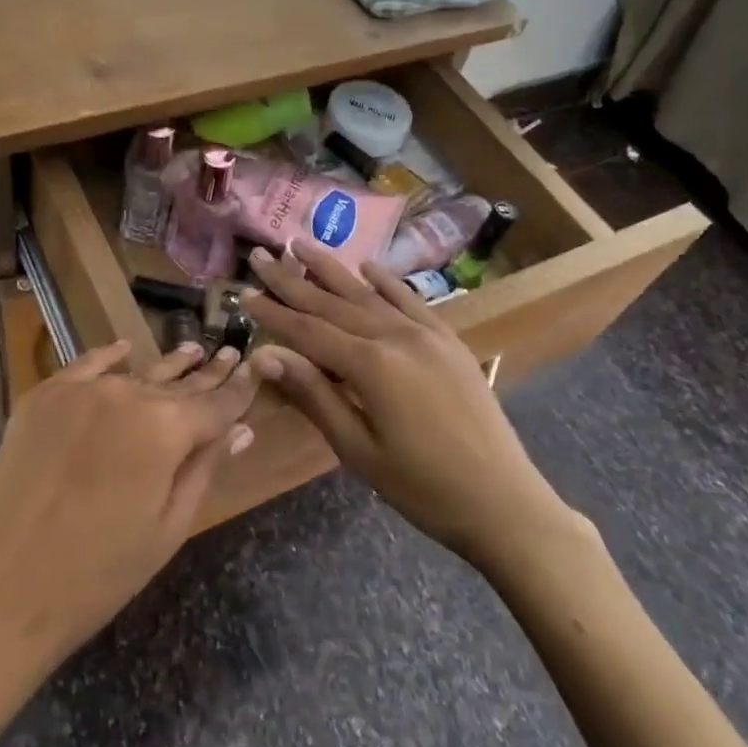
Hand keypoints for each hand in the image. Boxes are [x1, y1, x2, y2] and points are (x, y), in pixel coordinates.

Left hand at [0, 340, 257, 672]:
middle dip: (208, 373)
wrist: (5, 590)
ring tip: (194, 351)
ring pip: (137, 372)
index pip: (217, 403)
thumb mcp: (169, 526)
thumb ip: (206, 468)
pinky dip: (109, 357)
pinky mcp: (44, 397)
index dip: (239, 389)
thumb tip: (242, 429)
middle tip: (231, 353)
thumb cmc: (101, 573)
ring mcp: (82, 391)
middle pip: (179, 383)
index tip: (256, 367)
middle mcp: (128, 394)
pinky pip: (86, 366)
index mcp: (166, 428)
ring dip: (167, 365)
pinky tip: (126, 350)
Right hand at [242, 241, 582, 570]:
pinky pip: (411, 300)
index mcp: (371, 365)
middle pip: (333, 302)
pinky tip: (368, 266)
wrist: (504, 501)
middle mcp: (396, 336)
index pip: (308, 330)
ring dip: (333, 269)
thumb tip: (266, 356)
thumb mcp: (358, 450)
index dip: (273, 313)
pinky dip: (386, 282)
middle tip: (262, 254)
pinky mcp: (448, 340)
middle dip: (293, 279)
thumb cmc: (422, 487)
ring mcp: (426, 334)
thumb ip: (314, 396)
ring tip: (302, 245)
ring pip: (368, 293)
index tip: (243, 293)